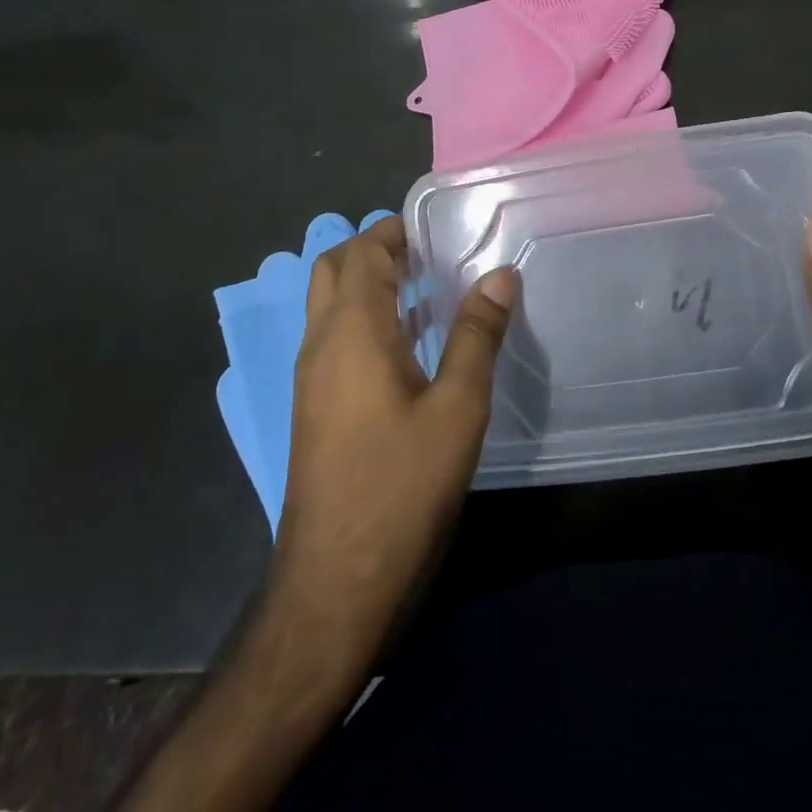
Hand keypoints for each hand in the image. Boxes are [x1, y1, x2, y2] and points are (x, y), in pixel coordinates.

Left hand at [270, 216, 516, 665]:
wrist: (336, 582)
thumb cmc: (401, 487)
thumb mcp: (457, 408)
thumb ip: (477, 335)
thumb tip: (501, 274)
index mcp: (352, 332)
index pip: (360, 252)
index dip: (394, 231)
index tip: (438, 230)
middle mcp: (321, 344)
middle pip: (334, 270)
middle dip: (376, 250)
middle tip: (430, 255)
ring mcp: (311, 378)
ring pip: (331, 305)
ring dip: (370, 285)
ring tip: (429, 288)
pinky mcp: (315, 407)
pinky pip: (335, 338)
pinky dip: (366, 320)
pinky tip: (411, 346)